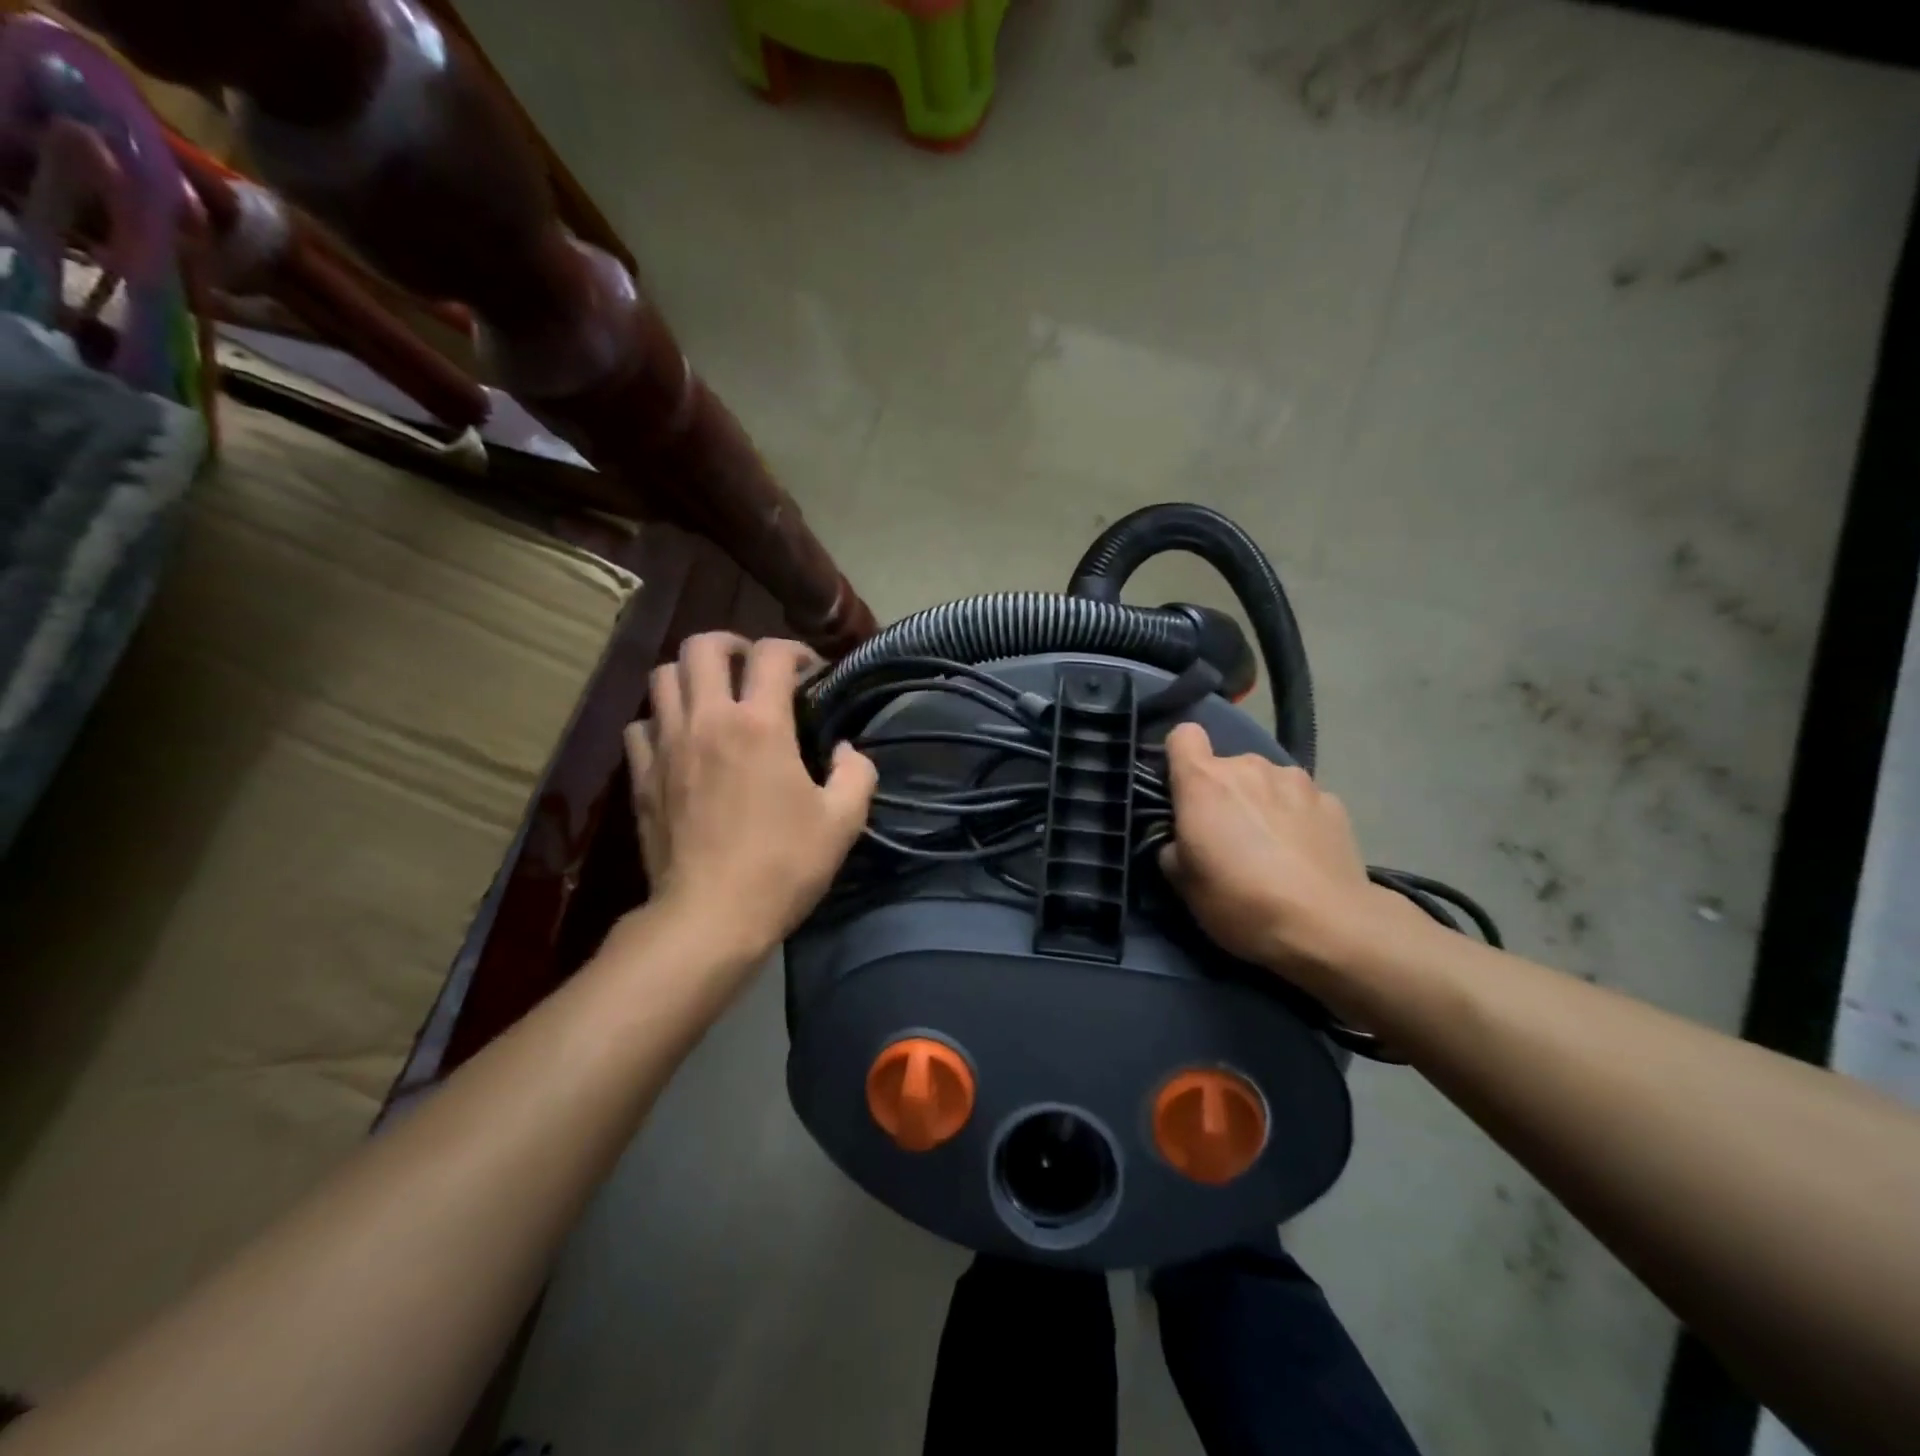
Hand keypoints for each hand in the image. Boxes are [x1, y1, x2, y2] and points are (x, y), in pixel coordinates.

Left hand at [624, 633, 876, 965]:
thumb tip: (847, 751)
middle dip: (731, 644)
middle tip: (751, 666)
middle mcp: (708, 720)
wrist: (710, 916)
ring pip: (662, 677)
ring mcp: (667, 746)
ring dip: (690, 675)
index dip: (794, 650)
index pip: (771, 654)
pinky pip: (640, 725)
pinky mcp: (641, 776)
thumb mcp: (843, 822)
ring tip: (712, 695)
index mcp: (760, 724)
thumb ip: (856, 773)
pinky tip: (679, 740)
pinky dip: (660, 720)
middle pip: (702, 647)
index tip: (809, 670)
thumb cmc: (783, 865)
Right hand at [1157, 722, 1393, 979]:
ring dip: (1262, 801)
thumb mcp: (1182, 883)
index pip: (1183, 735)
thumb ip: (1173, 844)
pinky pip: (1301, 800)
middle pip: (1226, 765)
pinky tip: (1303, 854)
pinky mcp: (1333, 801)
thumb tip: (1182, 837)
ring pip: (1266, 781)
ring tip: (1271, 846)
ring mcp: (1296, 780)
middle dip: (1223, 792)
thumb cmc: (1239, 900)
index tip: (1182, 789)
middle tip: (1228, 837)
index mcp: (1204, 781)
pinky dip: (1297, 817)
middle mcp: (1249, 767)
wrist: (1327, 925)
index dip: (1179, 757)